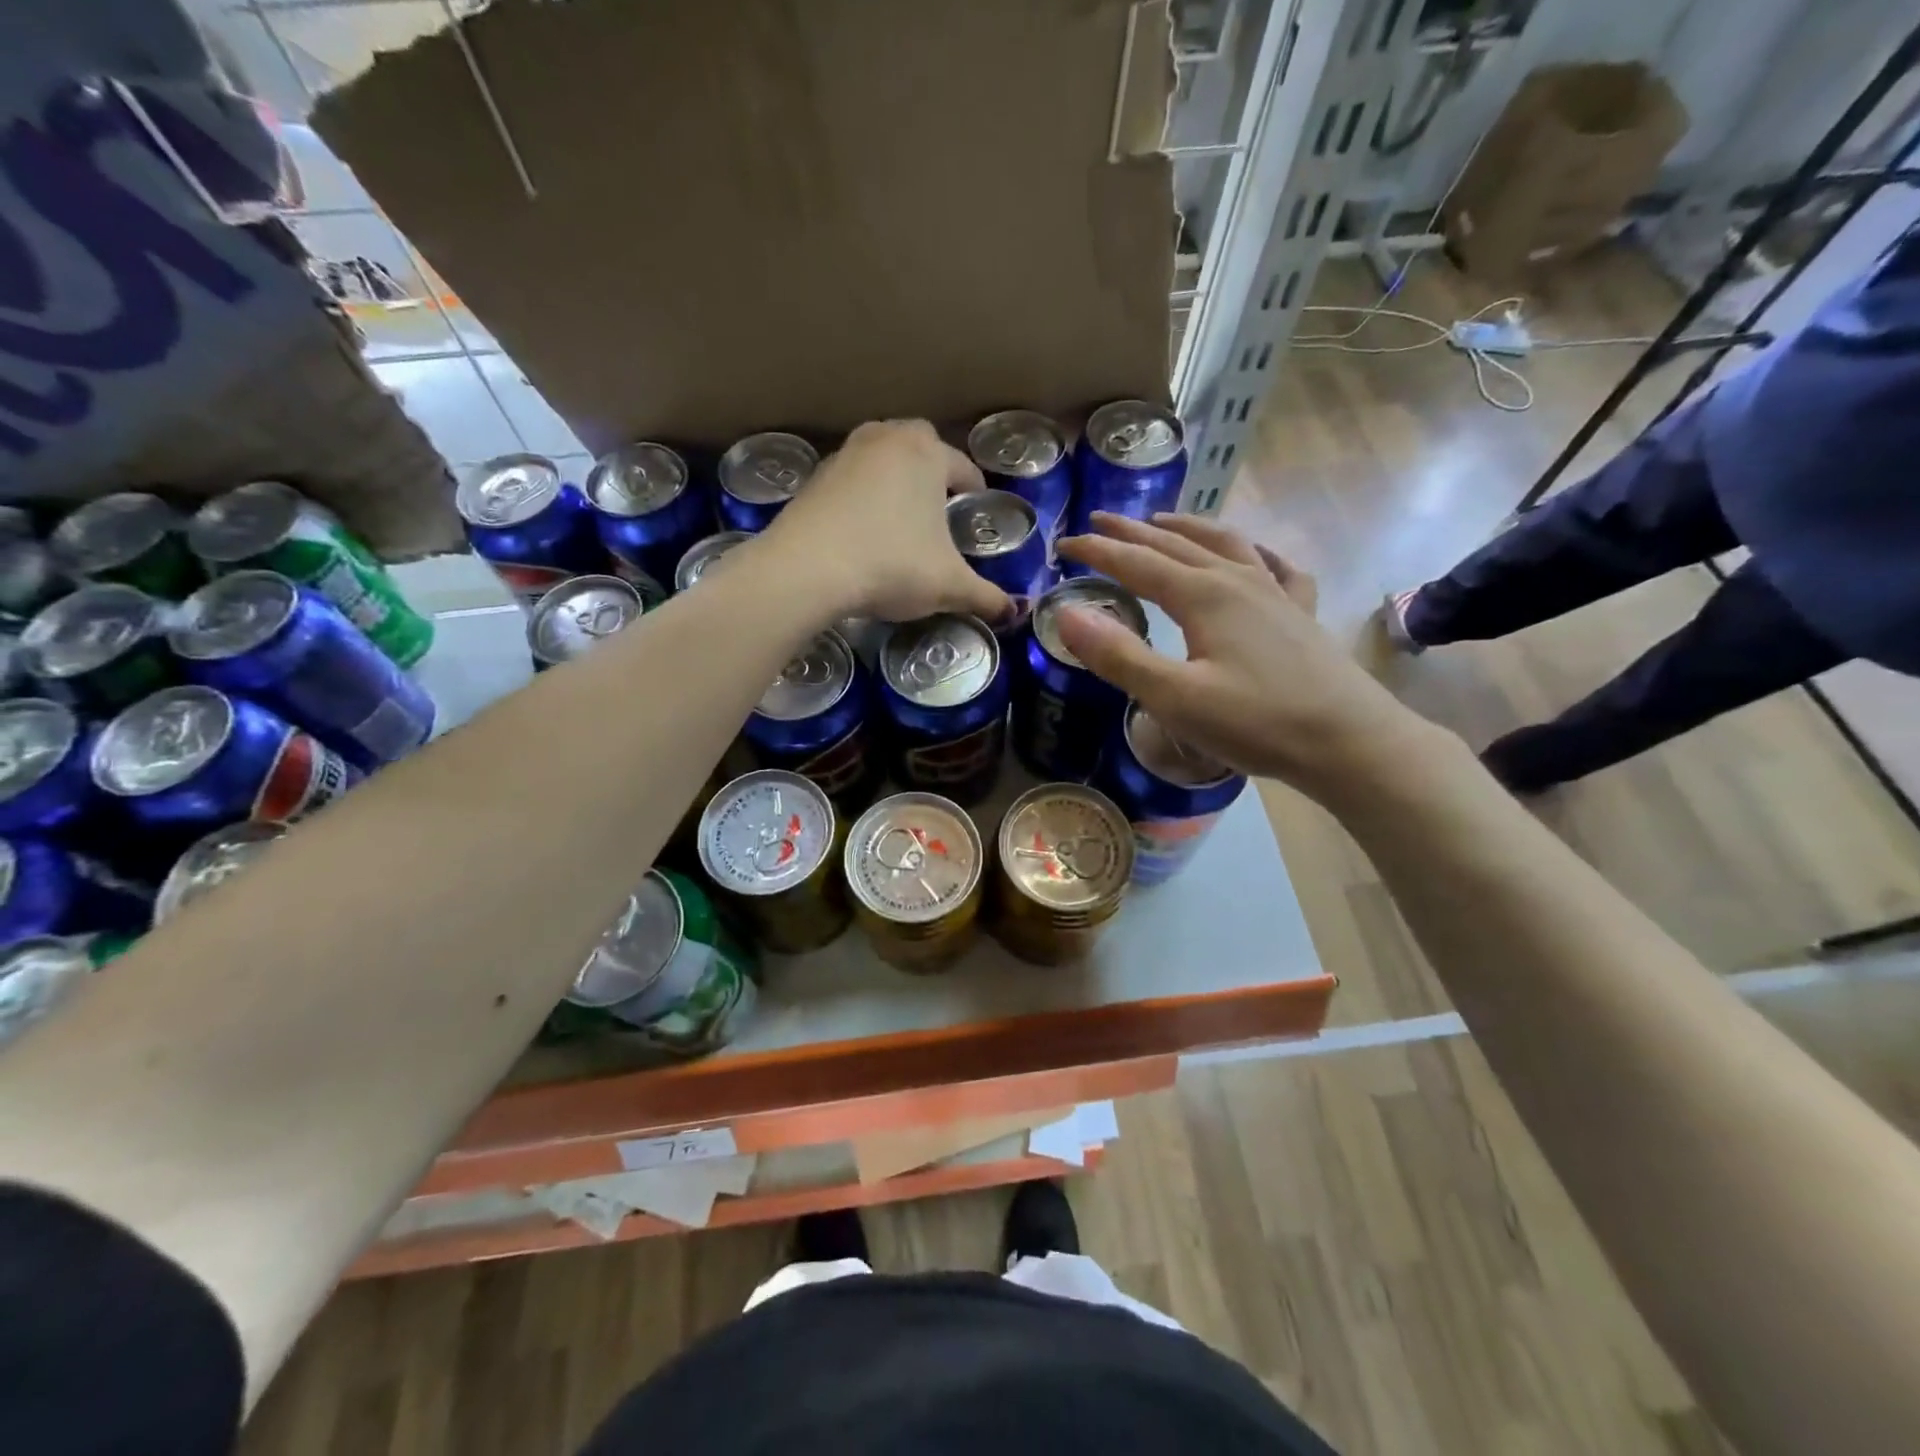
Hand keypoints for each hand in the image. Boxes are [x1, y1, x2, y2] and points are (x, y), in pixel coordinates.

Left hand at [756, 420, 1011, 624]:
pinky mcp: (814, 477)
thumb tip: (1014, 613)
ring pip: (882, 458)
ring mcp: (845, 454)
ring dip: (895, 479)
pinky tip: (863, 530)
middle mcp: (886, 440)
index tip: (976, 508)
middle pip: (920, 446)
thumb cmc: (892, 566)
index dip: (975, 489)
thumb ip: (986, 597)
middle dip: (933, 471)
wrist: (808, 569)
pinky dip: (862, 496)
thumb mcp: (948, 586)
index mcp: (927, 453)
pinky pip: (851, 480)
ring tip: (901, 517)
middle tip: (939, 507)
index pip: (963, 467)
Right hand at [1054, 512, 1436, 794]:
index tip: (1062, 545)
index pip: (1136, 563)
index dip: (1096, 552)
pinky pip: (1276, 567)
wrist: (1348, 742)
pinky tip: (1254, 554)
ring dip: (1188, 529)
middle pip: (1176, 545)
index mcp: (1203, 595)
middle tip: (1099, 521)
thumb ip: (1118, 656)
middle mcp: (1238, 580)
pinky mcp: (1301, 614)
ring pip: (1225, 544)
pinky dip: (1256, 552)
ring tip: (1164, 522)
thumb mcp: (1174, 697)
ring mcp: (1275, 593)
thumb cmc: (1256, 722)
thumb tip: (1066, 613)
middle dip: (1133, 532)